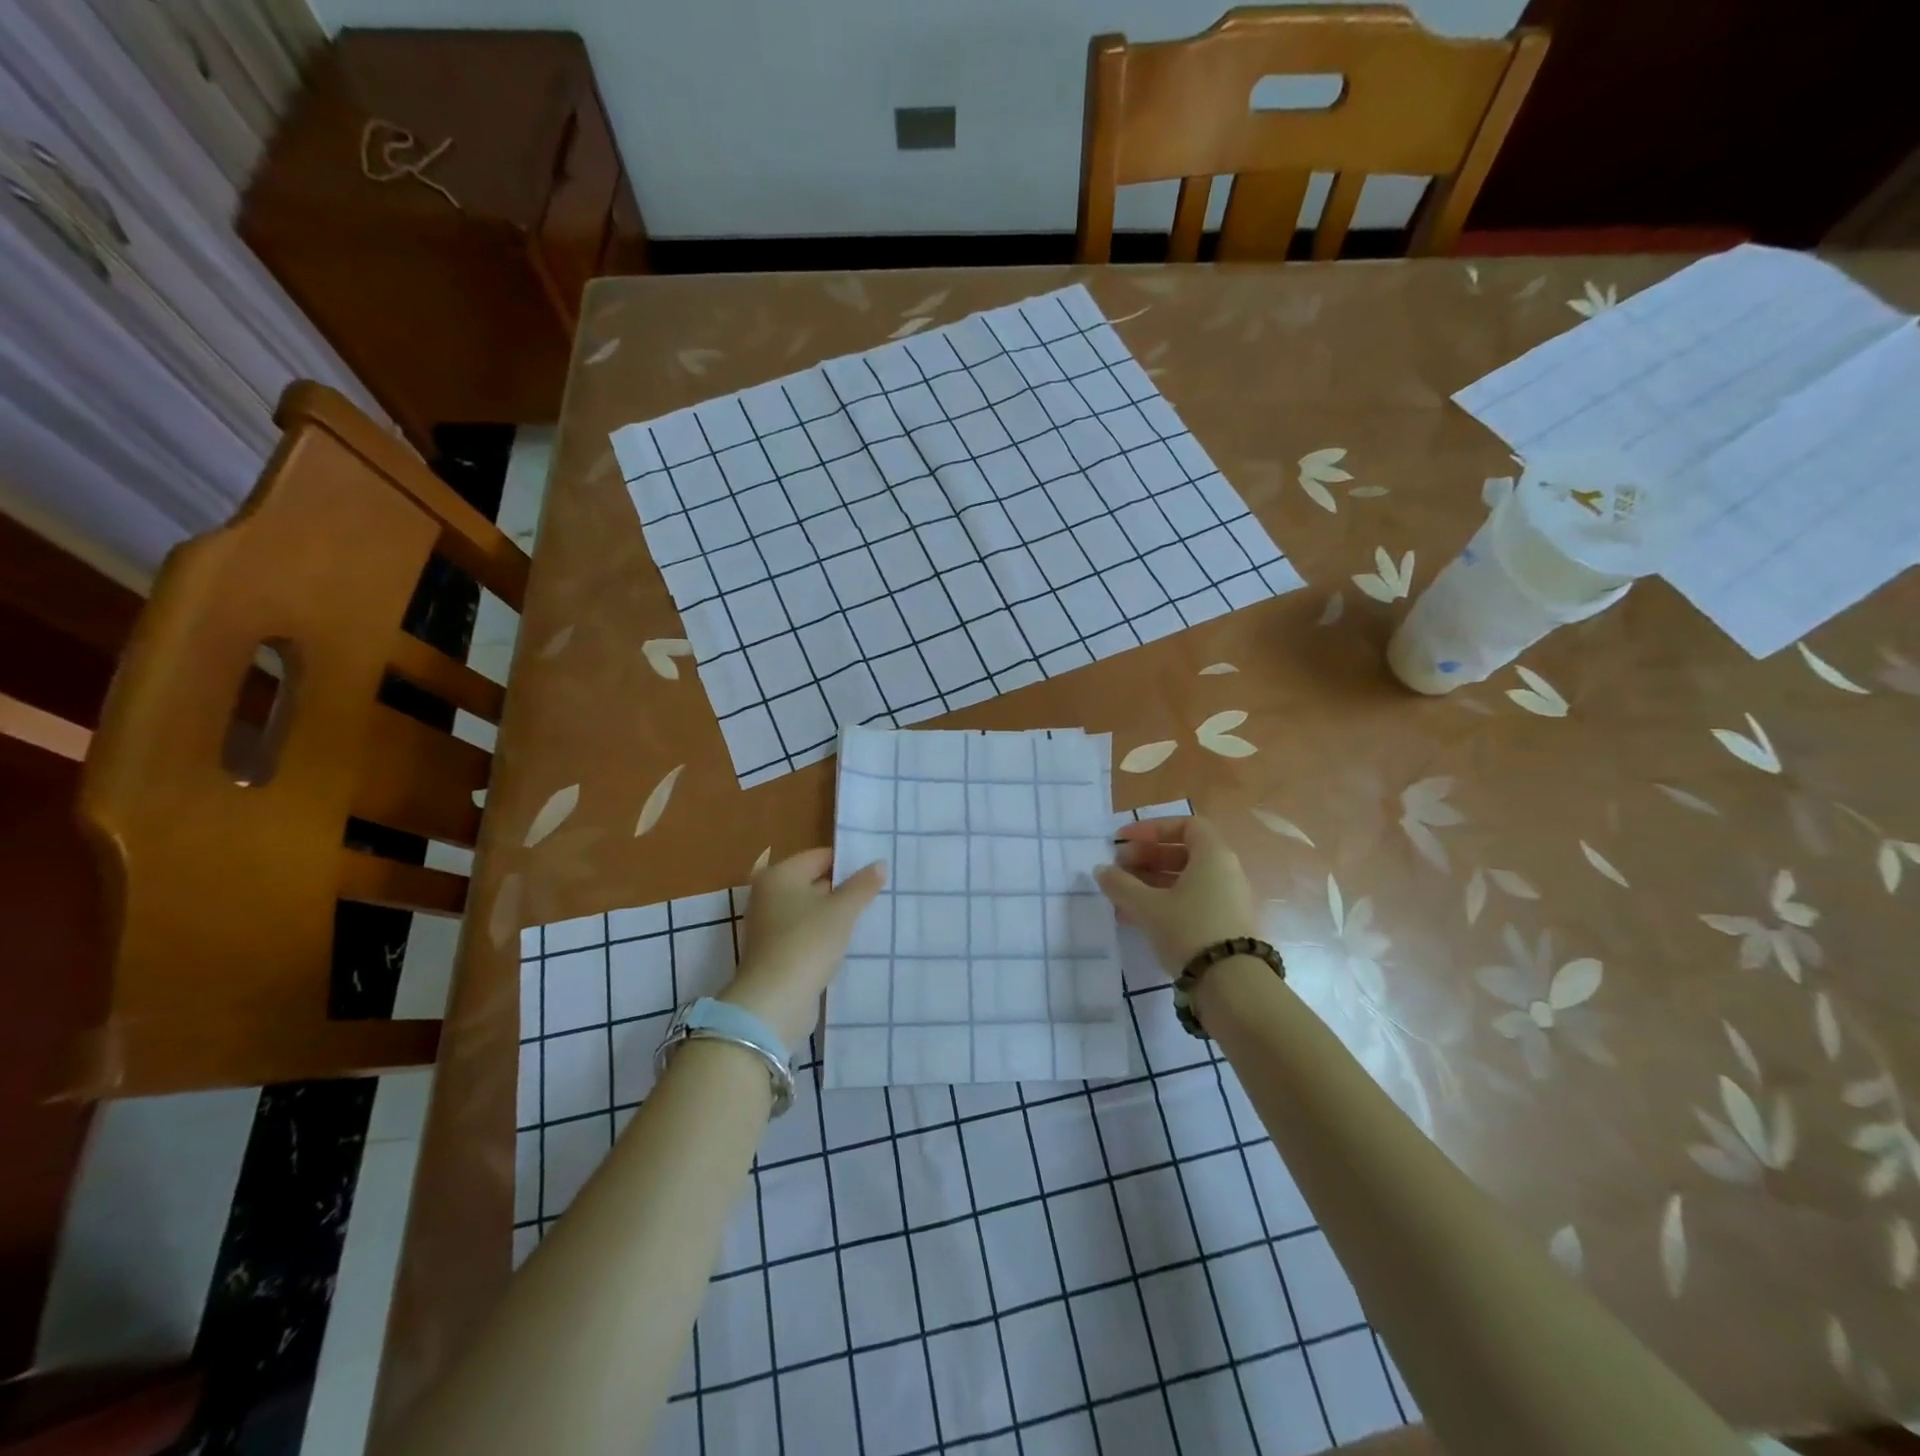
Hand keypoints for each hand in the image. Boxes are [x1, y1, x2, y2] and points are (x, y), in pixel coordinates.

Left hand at [722, 849, 885, 1048]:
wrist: (774, 1001)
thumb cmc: (808, 942)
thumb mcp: (842, 910)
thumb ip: (862, 885)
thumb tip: (880, 864)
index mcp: (779, 875)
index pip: (820, 857)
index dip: (848, 863)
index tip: (876, 871)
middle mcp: (768, 895)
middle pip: (813, 882)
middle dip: (843, 889)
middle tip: (877, 892)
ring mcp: (768, 925)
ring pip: (810, 910)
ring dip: (834, 914)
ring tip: (868, 916)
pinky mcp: (774, 952)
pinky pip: (805, 933)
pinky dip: (823, 934)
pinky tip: (847, 941)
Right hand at [1093, 815, 1258, 977]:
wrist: (1232, 986)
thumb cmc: (1189, 930)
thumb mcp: (1147, 906)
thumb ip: (1120, 884)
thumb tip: (1101, 870)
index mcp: (1213, 855)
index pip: (1185, 825)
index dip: (1151, 829)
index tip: (1123, 841)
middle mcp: (1226, 872)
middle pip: (1183, 852)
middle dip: (1146, 857)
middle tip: (1118, 868)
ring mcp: (1228, 900)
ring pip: (1185, 880)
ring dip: (1150, 882)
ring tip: (1120, 896)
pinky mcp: (1225, 926)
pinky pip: (1191, 902)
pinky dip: (1164, 902)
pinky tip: (1136, 918)